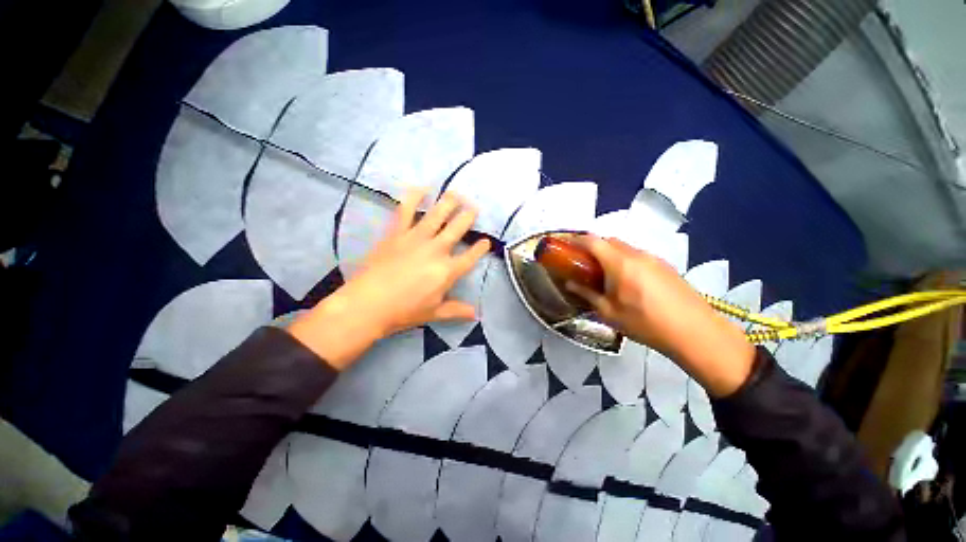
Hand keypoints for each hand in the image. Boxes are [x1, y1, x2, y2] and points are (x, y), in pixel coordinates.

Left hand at [289, 189, 489, 369]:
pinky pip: (406, 211)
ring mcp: (416, 239)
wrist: (368, 304)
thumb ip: (456, 310)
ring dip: (449, 203)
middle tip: (475, 207)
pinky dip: (413, 197)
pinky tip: (421, 188)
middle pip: (457, 229)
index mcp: (447, 271)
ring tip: (457, 194)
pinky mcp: (396, 233)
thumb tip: (476, 314)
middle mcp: (436, 250)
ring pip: (437, 215)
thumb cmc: (404, 311)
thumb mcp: (434, 313)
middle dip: (468, 217)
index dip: (481, 248)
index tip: (487, 241)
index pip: (470, 257)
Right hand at [566, 236, 754, 396]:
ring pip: (624, 248)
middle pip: (609, 241)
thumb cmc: (645, 323)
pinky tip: (627, 281)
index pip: (592, 241)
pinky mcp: (665, 266)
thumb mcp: (609, 312)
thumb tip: (570, 284)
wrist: (696, 332)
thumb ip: (587, 294)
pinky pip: (638, 256)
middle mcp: (636, 254)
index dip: (576, 240)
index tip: (565, 246)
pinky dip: (625, 260)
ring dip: (610, 254)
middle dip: (592, 247)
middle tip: (583, 264)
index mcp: (619, 263)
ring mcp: (653, 258)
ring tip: (605, 275)